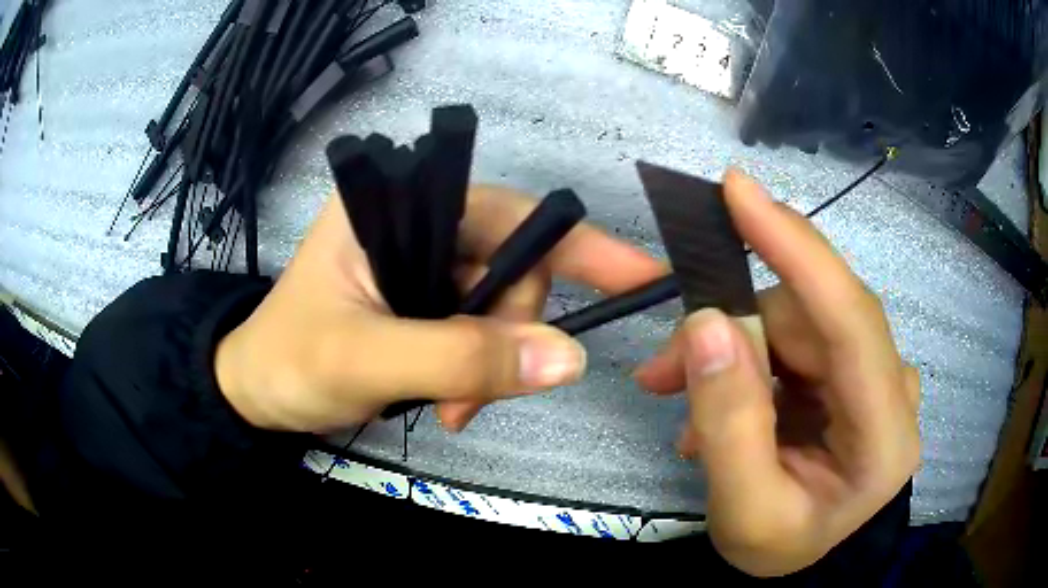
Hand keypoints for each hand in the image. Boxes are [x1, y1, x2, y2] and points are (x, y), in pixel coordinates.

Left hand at [216, 185, 664, 432]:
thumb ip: (461, 356)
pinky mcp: (424, 303)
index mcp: (391, 204)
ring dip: (493, 361)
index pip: (503, 212)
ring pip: (499, 306)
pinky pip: (480, 330)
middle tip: (477, 396)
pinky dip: (480, 369)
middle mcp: (415, 222)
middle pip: (509, 264)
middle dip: (507, 332)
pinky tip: (454, 401)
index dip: (575, 243)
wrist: (257, 396)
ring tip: (456, 409)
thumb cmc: (290, 364)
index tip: (639, 277)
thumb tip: (568, 358)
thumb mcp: (366, 360)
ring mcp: (422, 265)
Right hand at [635, 170, 919, 576]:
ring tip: (683, 398)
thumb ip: (729, 426)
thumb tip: (708, 325)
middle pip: (812, 320)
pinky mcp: (855, 371)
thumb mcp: (743, 512)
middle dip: (735, 331)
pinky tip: (721, 399)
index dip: (798, 249)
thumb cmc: (780, 545)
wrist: (800, 560)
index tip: (738, 190)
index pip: (851, 321)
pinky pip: (798, 338)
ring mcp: (877, 375)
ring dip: (735, 349)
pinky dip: (750, 358)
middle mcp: (894, 388)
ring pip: (798, 323)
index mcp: (886, 436)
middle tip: (662, 370)